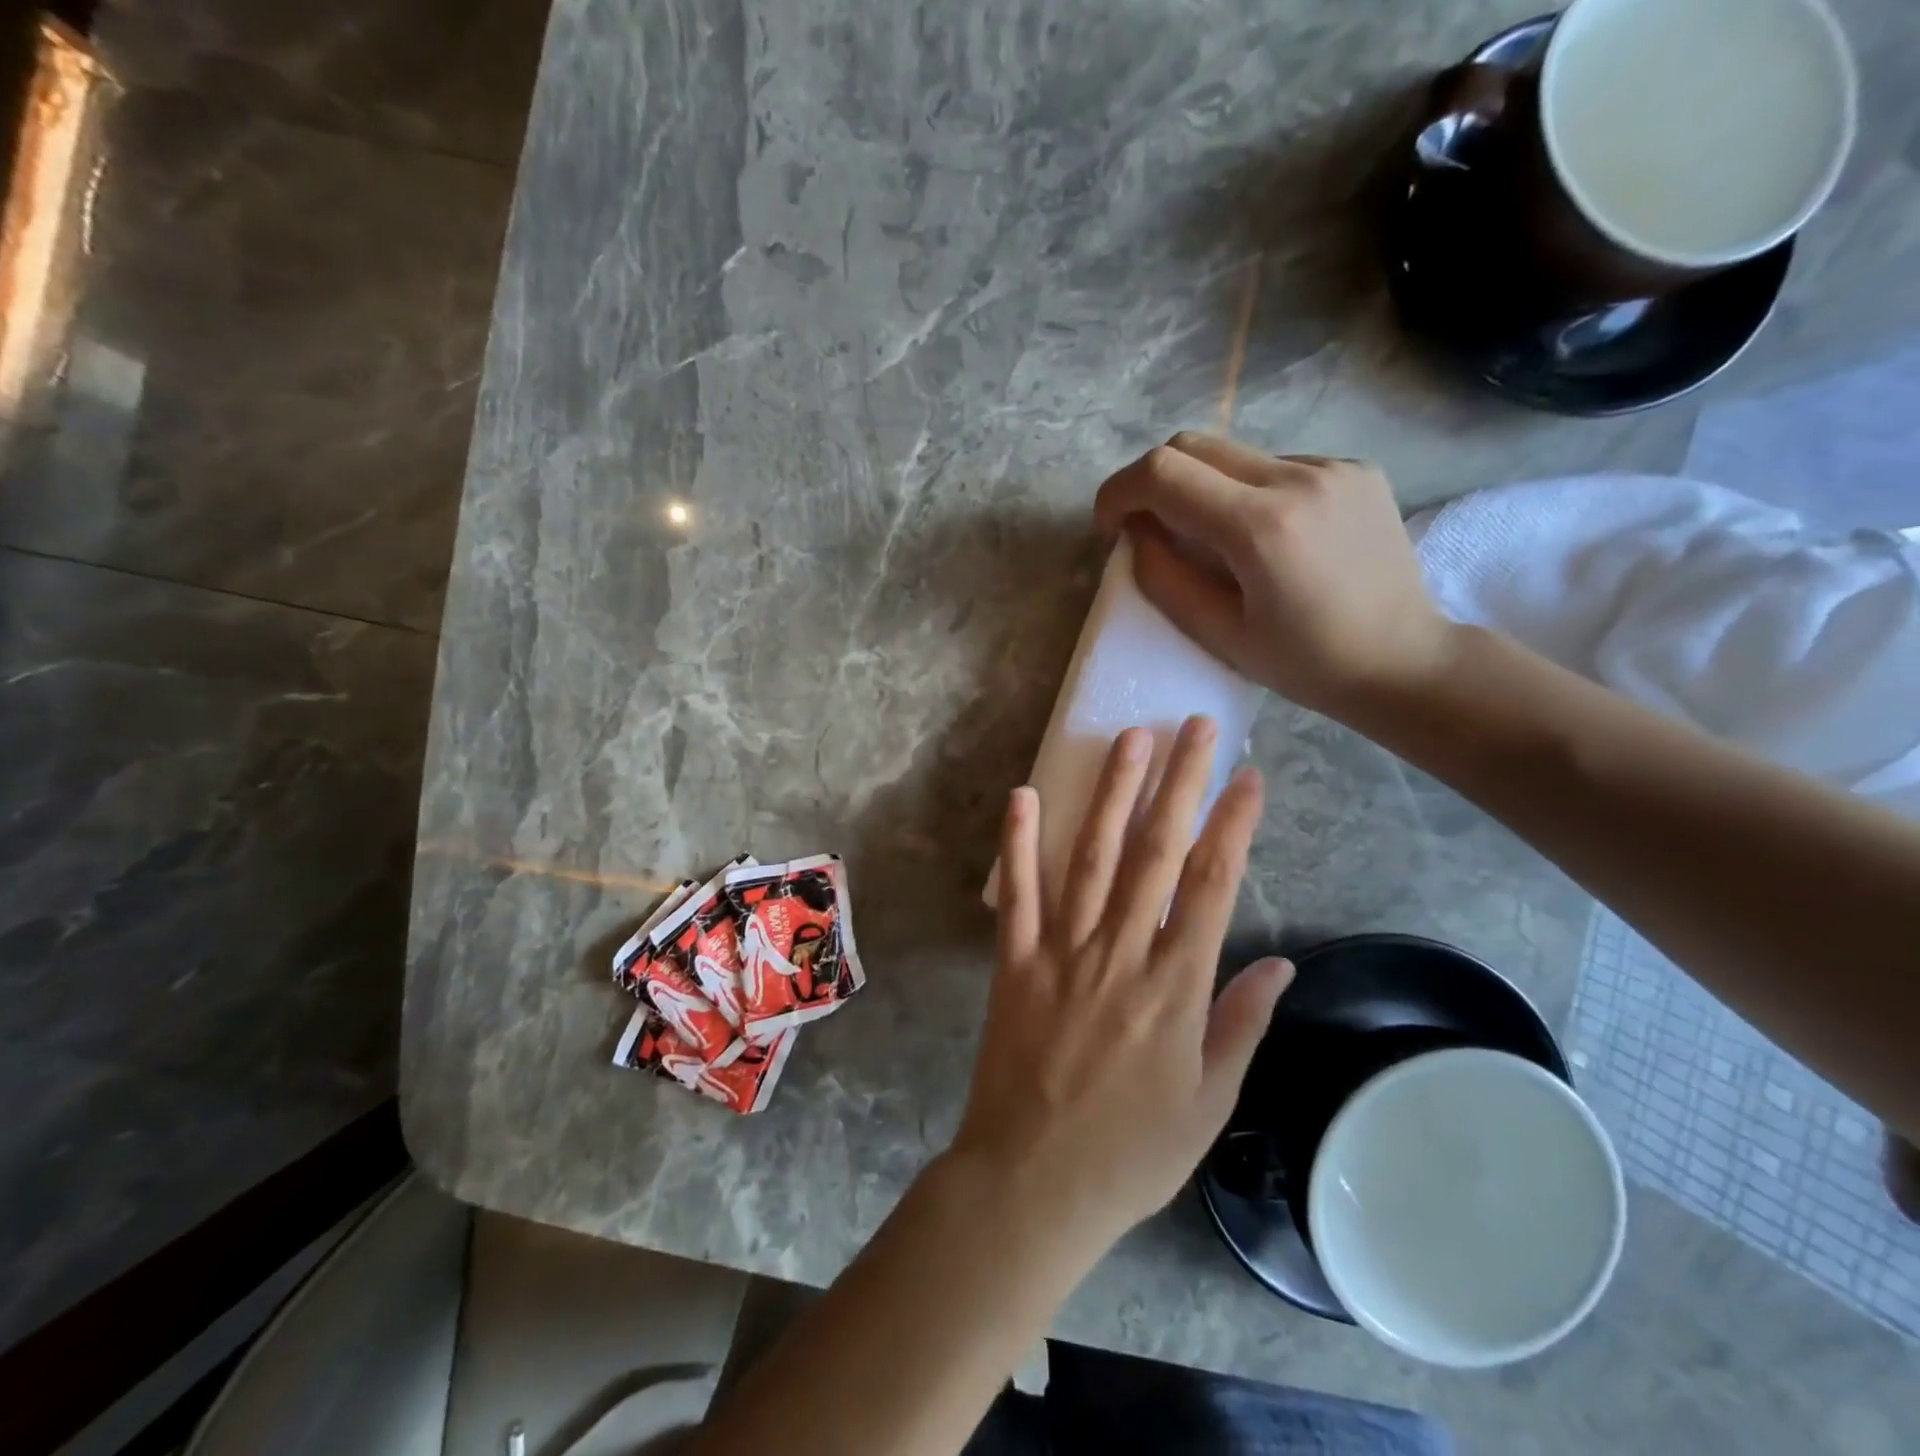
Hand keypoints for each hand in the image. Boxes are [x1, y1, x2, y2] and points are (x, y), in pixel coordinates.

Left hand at [950, 716, 1293, 1264]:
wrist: (1035, 1183)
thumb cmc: (1131, 1152)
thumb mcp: (1209, 1102)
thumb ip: (1241, 1024)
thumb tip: (1280, 963)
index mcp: (1175, 987)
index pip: (1212, 885)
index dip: (1232, 824)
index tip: (1248, 776)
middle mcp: (1121, 953)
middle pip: (1157, 853)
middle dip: (1180, 784)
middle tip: (1193, 726)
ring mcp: (1062, 951)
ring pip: (1093, 857)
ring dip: (1113, 794)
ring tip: (1130, 739)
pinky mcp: (1015, 961)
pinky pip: (1018, 892)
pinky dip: (1020, 841)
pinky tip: (1026, 794)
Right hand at [1093, 433, 1455, 715]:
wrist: (1404, 660)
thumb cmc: (1305, 664)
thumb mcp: (1218, 634)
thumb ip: (1164, 577)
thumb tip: (1135, 534)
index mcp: (1261, 527)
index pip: (1162, 473)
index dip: (1118, 492)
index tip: (1111, 527)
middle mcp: (1298, 478)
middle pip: (1192, 445)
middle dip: (1152, 482)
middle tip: (1148, 529)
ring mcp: (1333, 466)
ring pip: (1233, 454)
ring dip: (1202, 488)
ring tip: (1213, 542)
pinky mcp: (1355, 468)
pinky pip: (1275, 465)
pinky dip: (1248, 492)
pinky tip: (1267, 538)